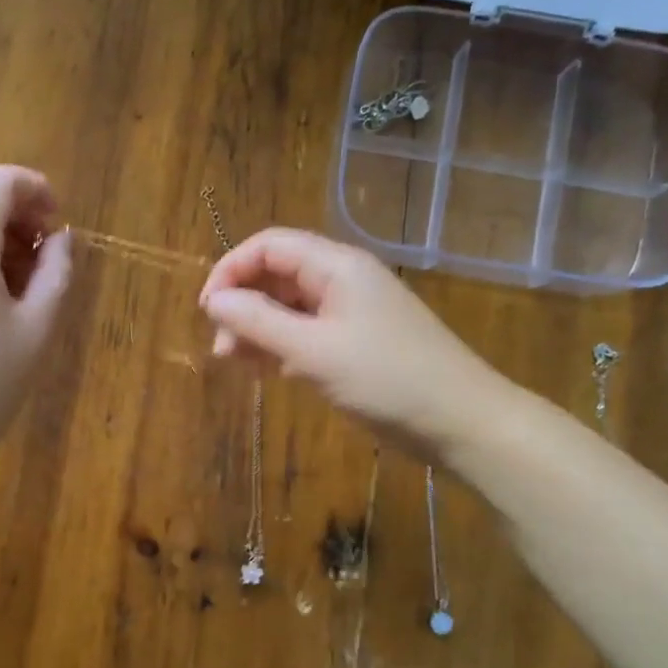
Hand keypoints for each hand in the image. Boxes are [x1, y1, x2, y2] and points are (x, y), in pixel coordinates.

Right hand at [199, 227, 508, 457]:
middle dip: (243, 304)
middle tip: (222, 348)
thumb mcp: (313, 352)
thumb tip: (214, 301)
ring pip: (291, 306)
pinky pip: (308, 332)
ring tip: (237, 362)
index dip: (231, 269)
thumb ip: (259, 322)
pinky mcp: (357, 342)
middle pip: (278, 274)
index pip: (269, 246)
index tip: (207, 309)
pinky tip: (266, 369)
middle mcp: (343, 279)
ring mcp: (352, 312)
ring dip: (259, 328)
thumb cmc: (386, 379)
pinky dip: (282, 345)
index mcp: (336, 266)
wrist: (460, 421)